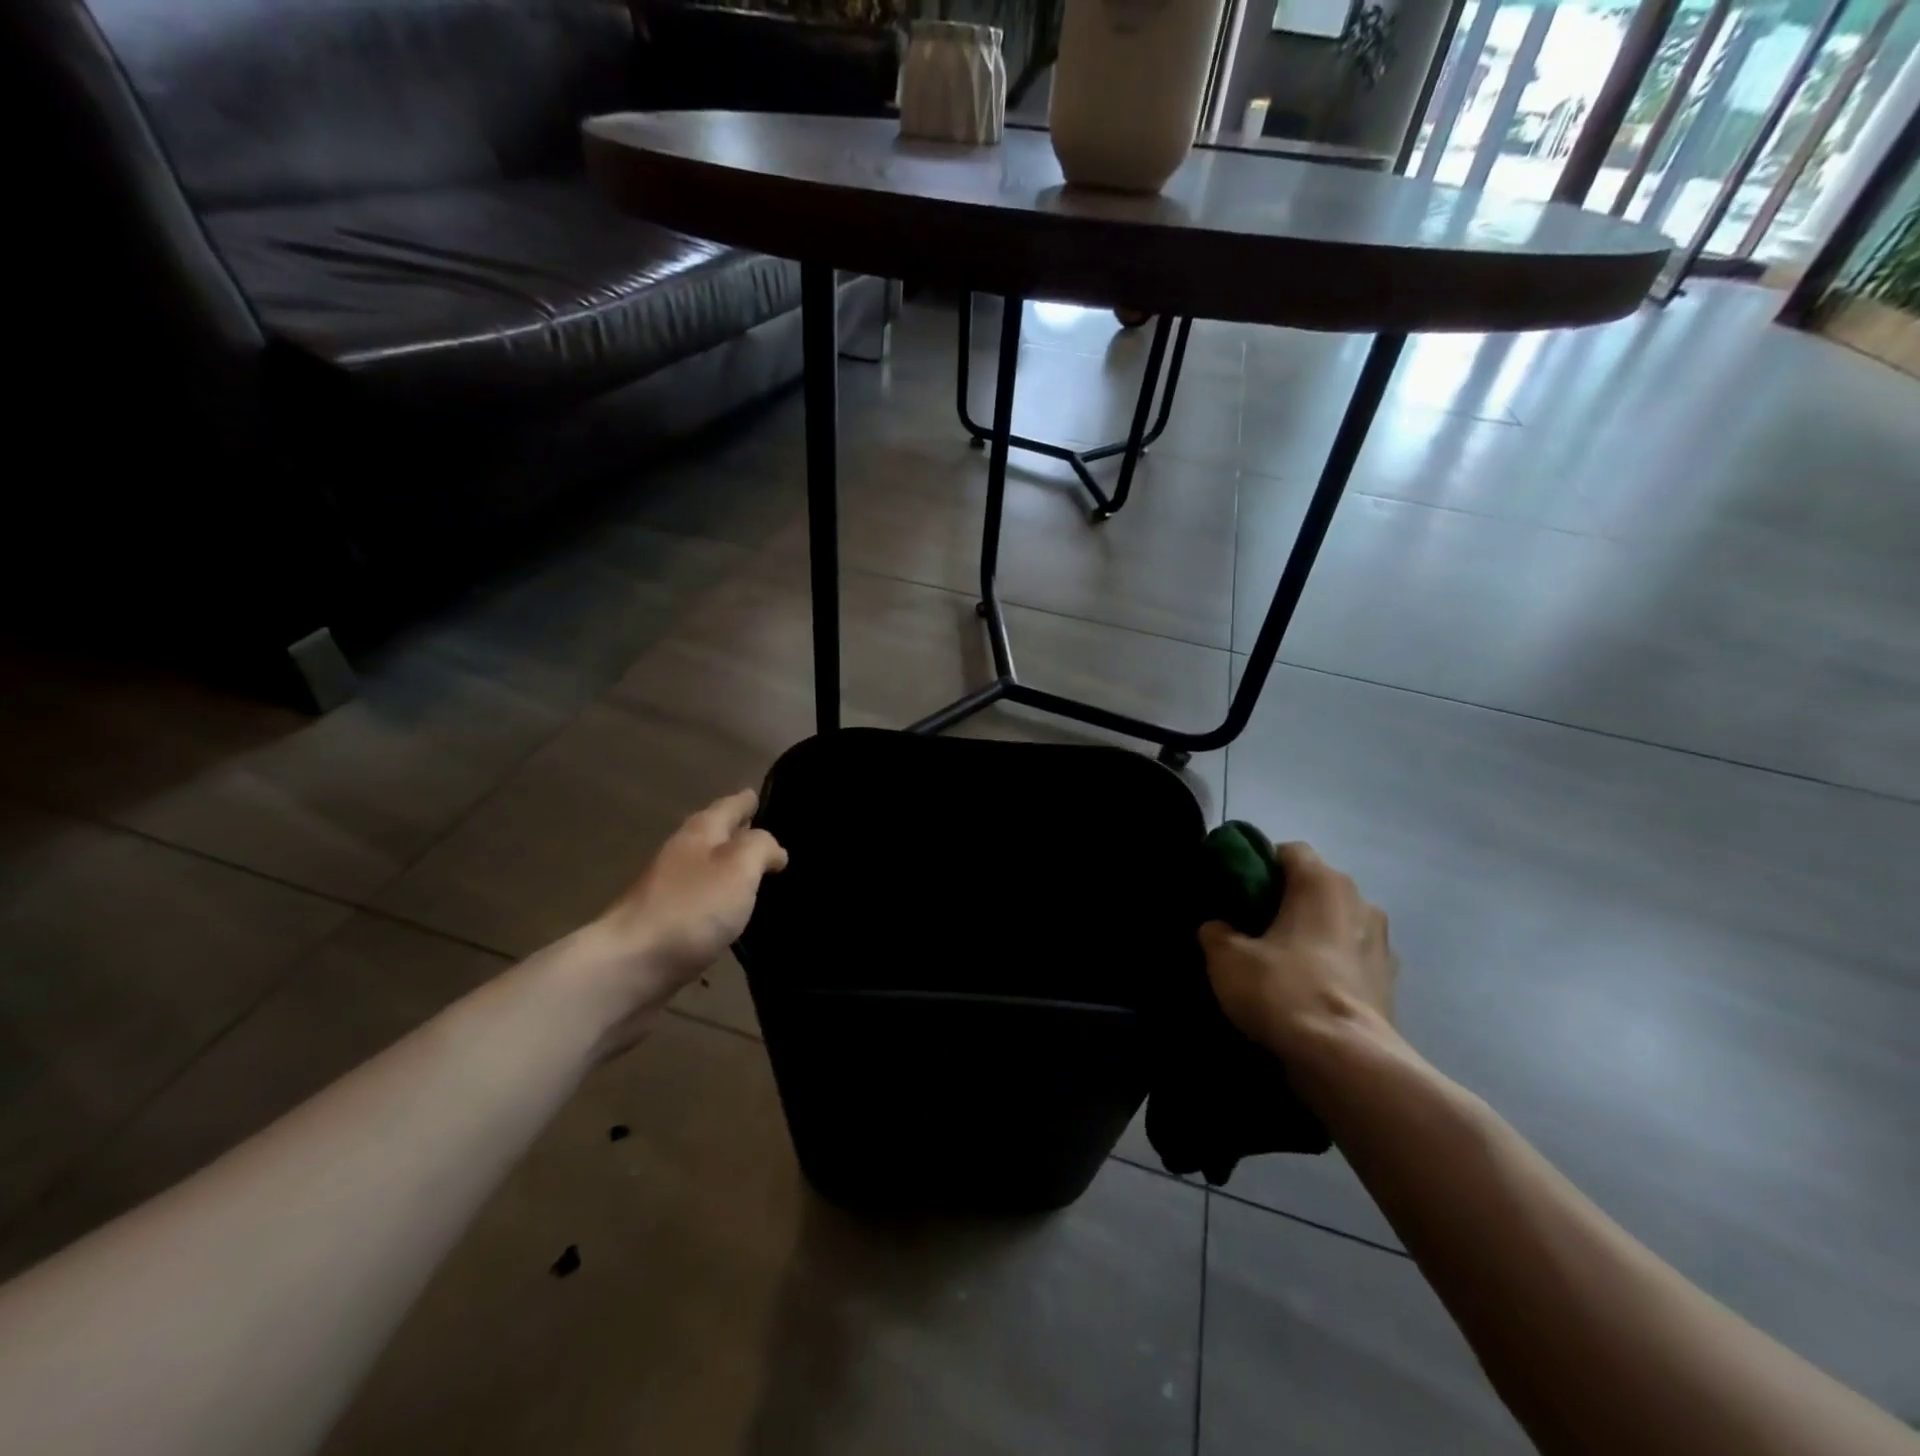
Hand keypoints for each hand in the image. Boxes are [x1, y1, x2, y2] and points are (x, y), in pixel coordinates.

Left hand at [591, 790, 787, 1000]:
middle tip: (771, 834)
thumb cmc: (691, 909)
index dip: (748, 801)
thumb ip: (760, 848)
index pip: (730, 806)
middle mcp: (682, 854)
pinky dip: (720, 898)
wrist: (630, 966)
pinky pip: (701, 901)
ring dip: (730, 867)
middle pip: (715, 835)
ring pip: (708, 868)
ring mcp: (669, 890)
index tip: (763, 796)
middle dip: (740, 832)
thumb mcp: (739, 867)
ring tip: (759, 873)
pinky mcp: (665, 924)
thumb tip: (774, 850)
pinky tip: (734, 911)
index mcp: (699, 832)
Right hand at [1198, 841, 1396, 1060]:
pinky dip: (1331, 967)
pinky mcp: (1392, 983)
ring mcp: (1382, 944)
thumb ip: (1216, 932)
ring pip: (1336, 924)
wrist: (1345, 1060)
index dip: (1259, 865)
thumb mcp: (1226, 957)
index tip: (1237, 892)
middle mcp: (1361, 901)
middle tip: (1252, 928)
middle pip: (1315, 887)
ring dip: (1312, 935)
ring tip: (1280, 963)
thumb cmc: (1283, 990)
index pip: (1288, 851)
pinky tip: (1306, 991)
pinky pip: (1351, 960)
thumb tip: (1219, 927)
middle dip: (1286, 902)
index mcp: (1322, 882)